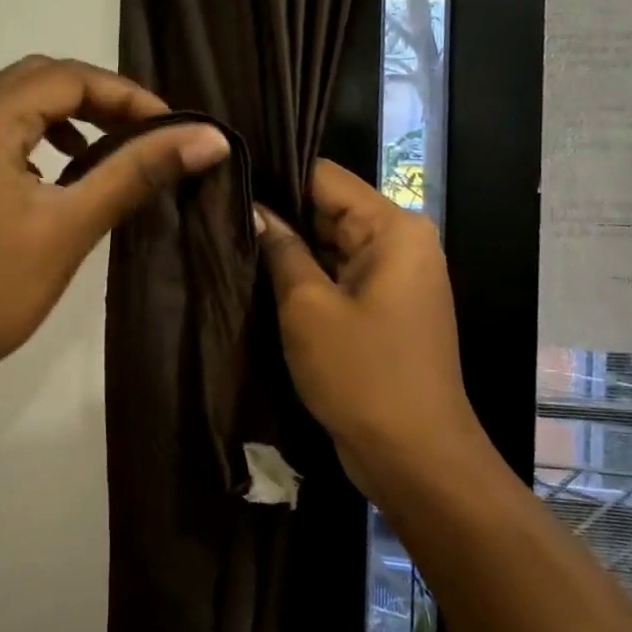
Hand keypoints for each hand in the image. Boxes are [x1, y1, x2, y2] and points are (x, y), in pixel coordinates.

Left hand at [0, 55, 230, 390]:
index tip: (171, 128)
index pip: (69, 77)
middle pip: (36, 78)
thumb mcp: (72, 225)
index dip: (127, 95)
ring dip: (58, 112)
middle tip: (142, 132)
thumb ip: (138, 171)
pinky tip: (50, 173)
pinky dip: (27, 133)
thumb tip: (210, 138)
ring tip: (100, 147)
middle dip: (95, 97)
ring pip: (7, 99)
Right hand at [255, 161, 470, 493]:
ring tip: (227, 235)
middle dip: (278, 212)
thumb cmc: (362, 374)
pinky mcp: (385, 306)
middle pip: (329, 208)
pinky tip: (259, 272)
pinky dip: (307, 275)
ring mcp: (395, 276)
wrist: (415, 457)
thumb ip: (281, 249)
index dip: (275, 174)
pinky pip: (340, 274)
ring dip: (289, 246)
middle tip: (216, 208)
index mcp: (393, 228)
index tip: (225, 175)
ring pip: (331, 243)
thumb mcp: (308, 307)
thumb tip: (253, 210)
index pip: (325, 177)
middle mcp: (402, 242)